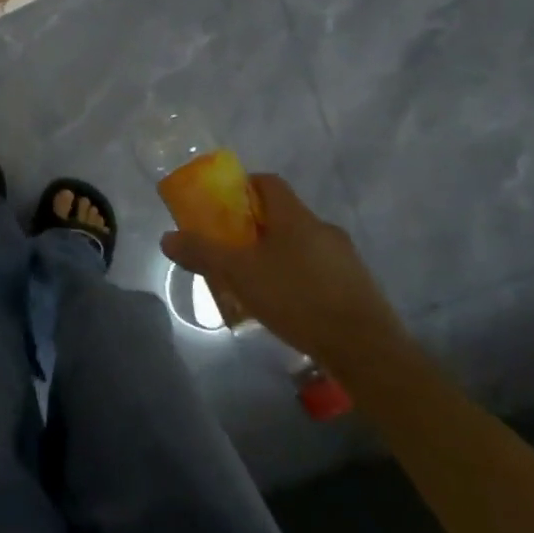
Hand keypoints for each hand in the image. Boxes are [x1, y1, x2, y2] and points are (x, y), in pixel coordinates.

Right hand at [160, 173, 406, 371]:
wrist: (366, 349)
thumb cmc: (297, 298)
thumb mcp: (239, 274)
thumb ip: (202, 253)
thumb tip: (167, 238)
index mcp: (295, 216)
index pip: (268, 182)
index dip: (242, 187)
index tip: (222, 206)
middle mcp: (323, 228)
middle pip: (282, 215)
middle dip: (253, 228)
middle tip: (230, 249)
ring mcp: (345, 258)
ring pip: (301, 245)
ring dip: (276, 255)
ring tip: (255, 283)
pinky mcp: (357, 287)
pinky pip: (318, 270)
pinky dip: (297, 278)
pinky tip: (286, 306)